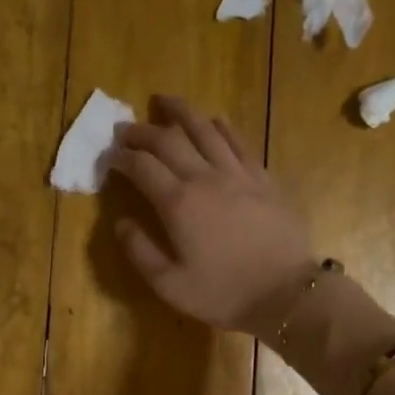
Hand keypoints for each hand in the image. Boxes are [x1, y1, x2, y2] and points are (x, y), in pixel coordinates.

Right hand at [109, 96, 318, 337]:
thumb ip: (140, 251)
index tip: (108, 157)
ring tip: (164, 101)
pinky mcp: (263, 179)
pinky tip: (214, 120)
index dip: (120, 158)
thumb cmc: (224, 293)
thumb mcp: (169, 285)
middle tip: (124, 128)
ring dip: (181, 112)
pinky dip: (222, 126)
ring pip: (205, 130)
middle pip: (168, 141)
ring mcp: (237, 174)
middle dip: (141, 131)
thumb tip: (121, 222)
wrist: (286, 293)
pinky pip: (239, 142)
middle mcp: (205, 178)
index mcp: (178, 203)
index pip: (141, 167)